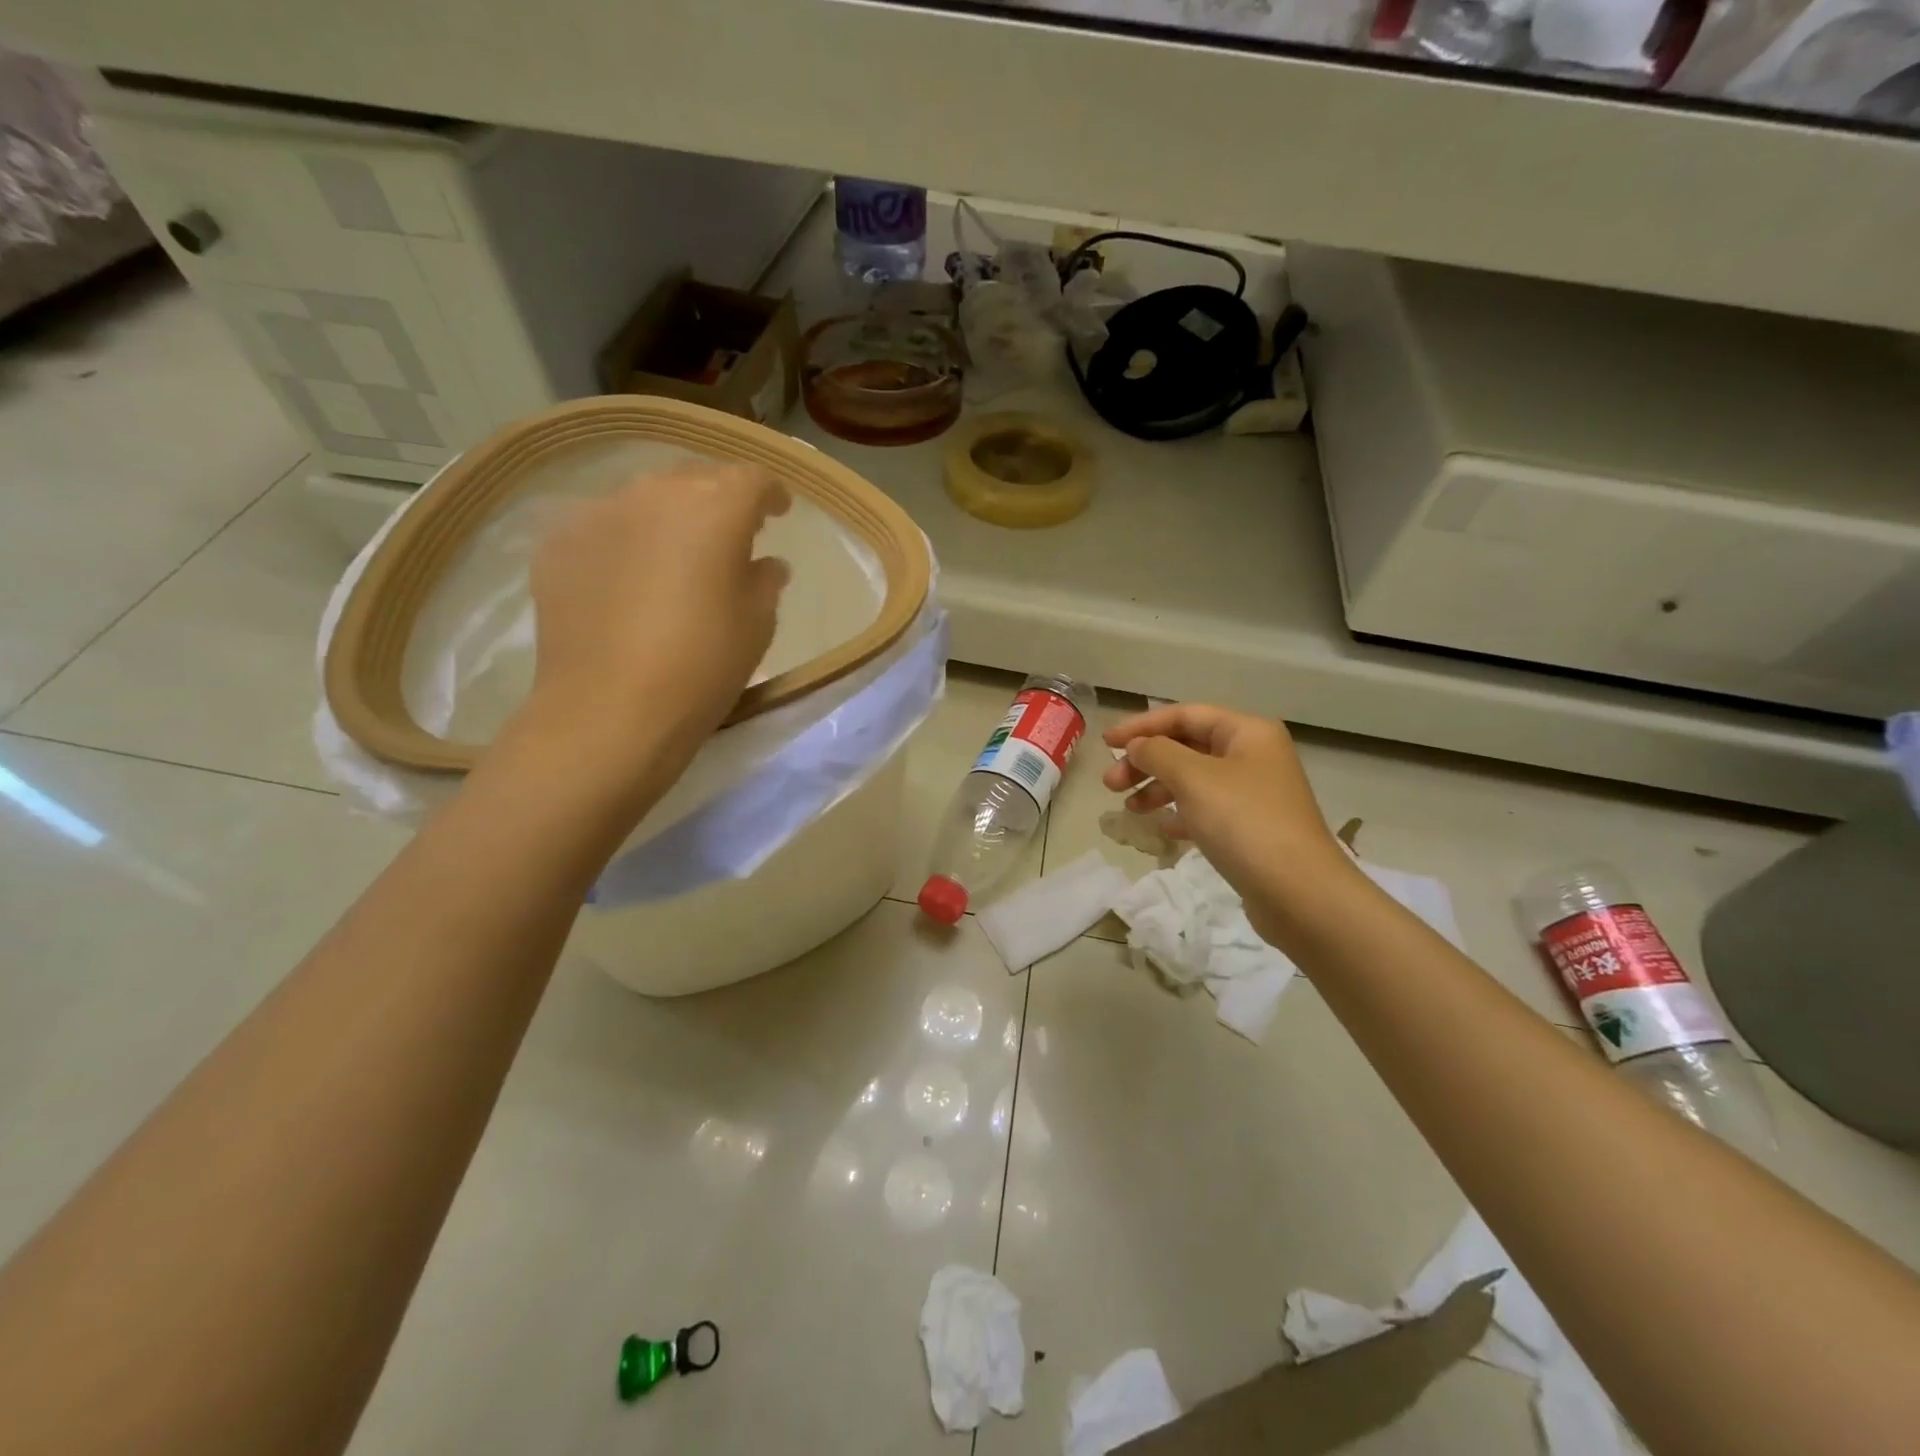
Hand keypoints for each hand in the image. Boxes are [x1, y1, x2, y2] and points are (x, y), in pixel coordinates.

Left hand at [522, 461, 790, 767]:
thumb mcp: (756, 625)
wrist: (609, 710)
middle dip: (719, 499)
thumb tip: (764, 563)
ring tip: (675, 555)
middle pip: (696, 479)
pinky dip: (624, 541)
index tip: (779, 513)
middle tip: (730, 535)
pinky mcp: (557, 543)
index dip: (770, 494)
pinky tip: (627, 579)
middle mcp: (654, 494)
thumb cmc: (702, 666)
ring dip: (669, 518)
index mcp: (715, 509)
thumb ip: (764, 582)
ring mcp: (598, 513)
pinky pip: (603, 526)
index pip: (752, 479)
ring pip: (645, 499)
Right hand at [1102, 704, 1354, 938]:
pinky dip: (1179, 813)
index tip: (1106, 744)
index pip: (1185, 715)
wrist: (1299, 892)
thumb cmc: (1244, 822)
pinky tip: (1160, 828)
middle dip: (1146, 761)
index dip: (1142, 725)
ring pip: (1194, 779)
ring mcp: (1254, 793)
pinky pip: (1206, 809)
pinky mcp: (1251, 828)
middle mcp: (1253, 756)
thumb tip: (1138, 746)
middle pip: (1187, 746)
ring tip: (1129, 809)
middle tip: (1110, 784)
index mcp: (1247, 732)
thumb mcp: (1194, 778)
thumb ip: (1158, 753)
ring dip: (1157, 788)